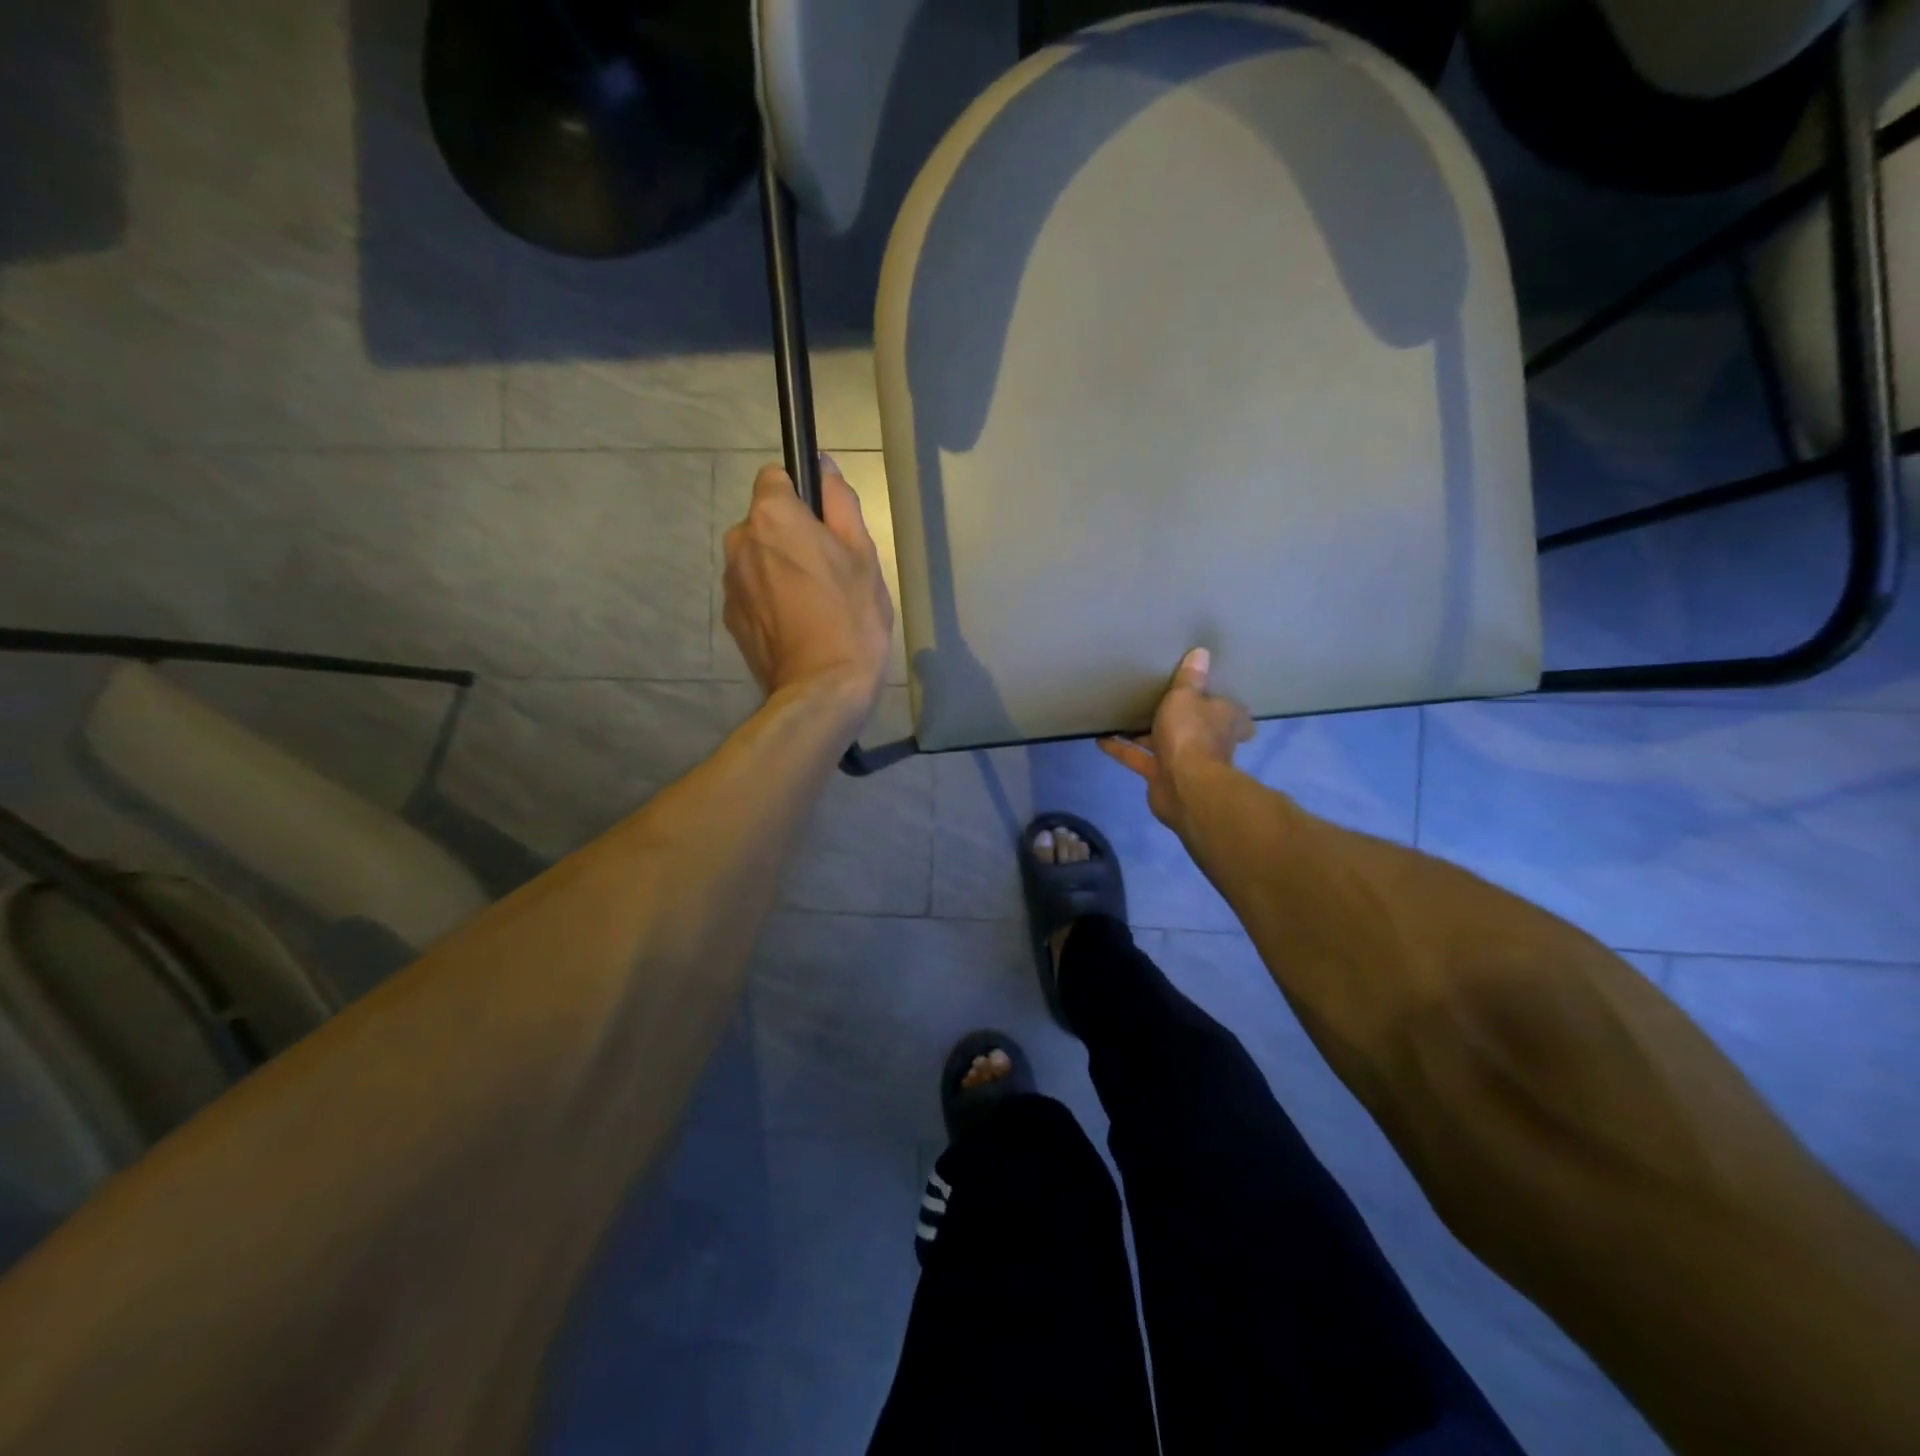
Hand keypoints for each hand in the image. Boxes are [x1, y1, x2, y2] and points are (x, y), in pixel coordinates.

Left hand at [723, 457, 893, 718]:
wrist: (822, 689)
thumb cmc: (852, 617)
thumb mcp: (862, 554)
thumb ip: (839, 501)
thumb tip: (822, 464)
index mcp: (772, 517)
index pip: (776, 478)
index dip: (802, 496)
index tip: (825, 525)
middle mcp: (739, 541)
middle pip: (765, 520)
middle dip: (790, 535)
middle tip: (829, 572)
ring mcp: (730, 582)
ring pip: (757, 557)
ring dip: (778, 567)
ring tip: (813, 604)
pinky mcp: (731, 617)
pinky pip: (752, 590)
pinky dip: (769, 598)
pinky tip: (797, 625)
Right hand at [1100, 648, 1252, 838]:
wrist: (1183, 786)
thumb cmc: (1191, 734)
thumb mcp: (1186, 697)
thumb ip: (1189, 678)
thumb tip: (1201, 652)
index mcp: (1223, 720)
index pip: (1229, 710)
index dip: (1220, 704)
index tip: (1209, 694)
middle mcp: (1207, 741)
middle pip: (1194, 726)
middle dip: (1180, 718)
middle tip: (1159, 700)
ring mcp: (1184, 761)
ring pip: (1163, 742)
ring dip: (1145, 733)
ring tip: (1123, 715)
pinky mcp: (1160, 776)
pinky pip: (1138, 757)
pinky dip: (1121, 748)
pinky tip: (1100, 737)